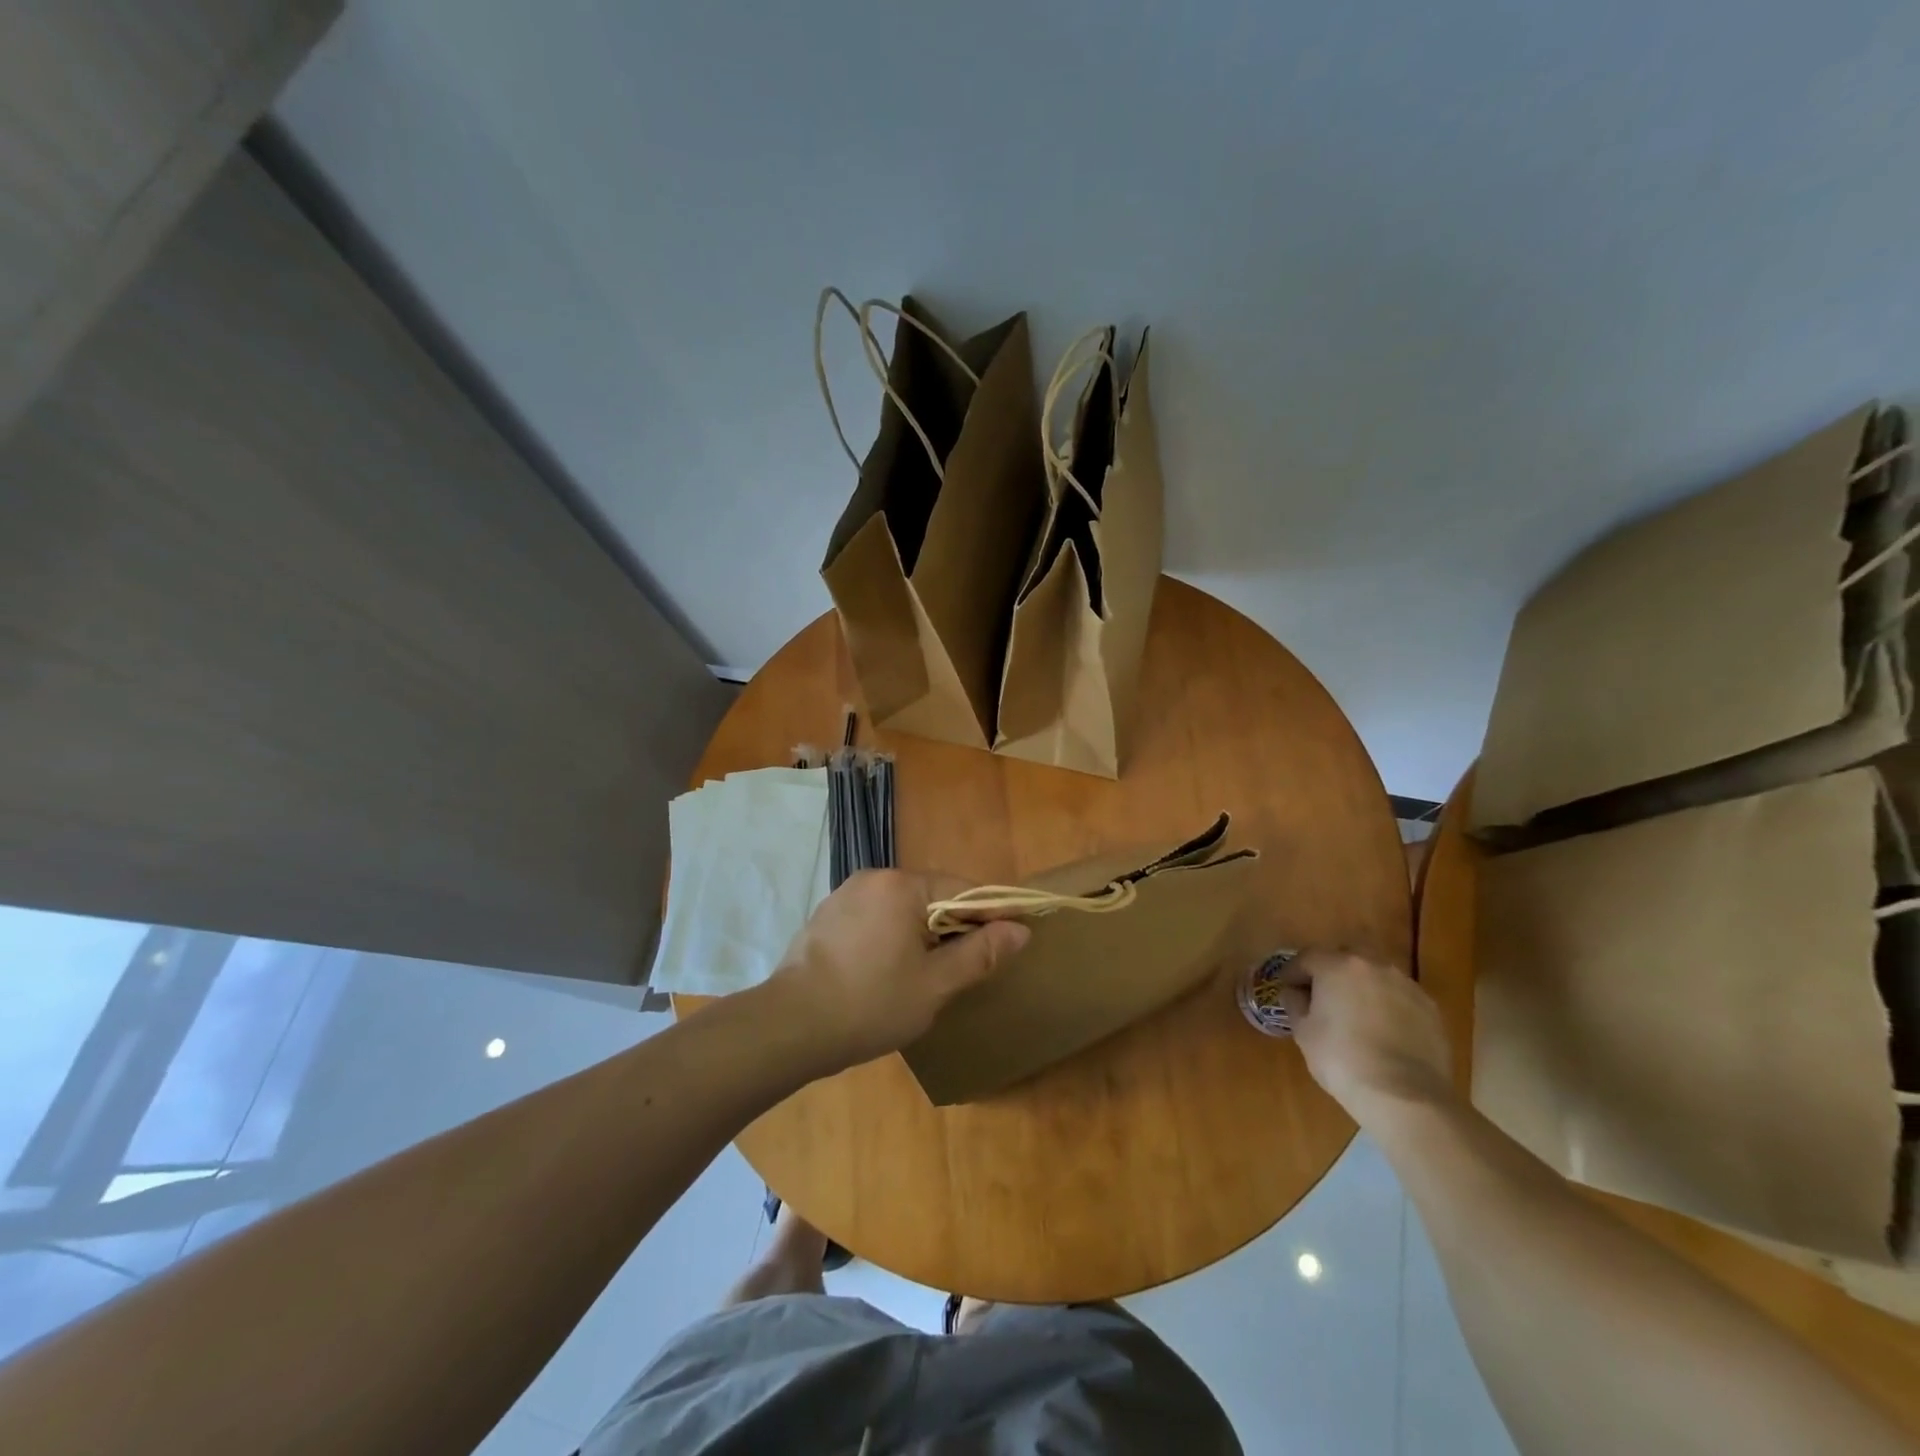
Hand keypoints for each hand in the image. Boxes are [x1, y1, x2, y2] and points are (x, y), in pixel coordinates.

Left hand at [765, 869, 1030, 1072]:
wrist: (790, 1027)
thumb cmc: (871, 1004)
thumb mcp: (935, 984)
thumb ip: (980, 953)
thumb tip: (1020, 931)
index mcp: (902, 886)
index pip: (963, 890)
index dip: (991, 915)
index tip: (1014, 938)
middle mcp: (873, 878)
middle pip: (931, 897)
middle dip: (954, 927)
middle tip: (968, 967)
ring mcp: (845, 896)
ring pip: (901, 909)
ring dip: (922, 934)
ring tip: (929, 974)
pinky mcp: (826, 917)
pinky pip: (874, 919)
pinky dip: (891, 938)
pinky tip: (888, 972)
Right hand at [1276, 949, 1453, 1124]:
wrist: (1405, 1096)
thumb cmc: (1342, 1059)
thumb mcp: (1303, 1032)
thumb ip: (1295, 1004)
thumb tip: (1294, 993)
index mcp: (1337, 965)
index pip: (1307, 957)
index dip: (1293, 972)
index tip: (1288, 989)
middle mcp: (1373, 965)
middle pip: (1345, 957)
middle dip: (1331, 971)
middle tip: (1323, 996)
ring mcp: (1406, 985)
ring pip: (1375, 975)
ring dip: (1362, 986)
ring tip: (1356, 1013)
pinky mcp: (1430, 1009)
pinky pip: (1399, 997)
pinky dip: (1387, 1005)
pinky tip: (1383, 1030)